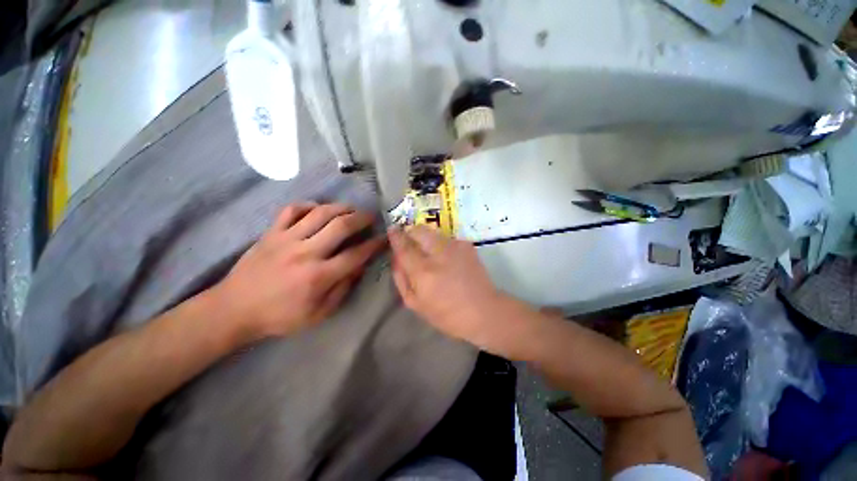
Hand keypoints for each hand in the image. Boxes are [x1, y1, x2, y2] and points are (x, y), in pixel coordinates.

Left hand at [214, 203, 385, 342]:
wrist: (233, 310)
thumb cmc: (280, 316)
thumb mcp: (318, 314)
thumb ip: (342, 289)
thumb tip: (359, 267)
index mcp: (319, 276)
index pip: (356, 254)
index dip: (374, 244)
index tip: (385, 238)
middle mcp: (306, 253)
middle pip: (341, 226)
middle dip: (362, 218)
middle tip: (371, 217)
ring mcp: (286, 239)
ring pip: (320, 213)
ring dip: (341, 207)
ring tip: (352, 209)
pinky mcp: (271, 232)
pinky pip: (292, 209)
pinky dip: (308, 205)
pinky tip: (318, 209)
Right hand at [388, 226, 509, 348]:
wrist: (483, 310)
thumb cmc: (446, 314)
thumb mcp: (415, 304)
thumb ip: (401, 278)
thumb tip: (396, 258)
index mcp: (423, 272)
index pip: (404, 247)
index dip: (395, 236)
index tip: (391, 229)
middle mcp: (438, 254)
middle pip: (419, 230)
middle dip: (411, 231)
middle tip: (410, 240)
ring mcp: (455, 247)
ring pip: (433, 232)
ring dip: (426, 238)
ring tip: (430, 252)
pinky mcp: (467, 245)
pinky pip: (447, 239)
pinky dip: (442, 245)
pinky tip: (447, 258)